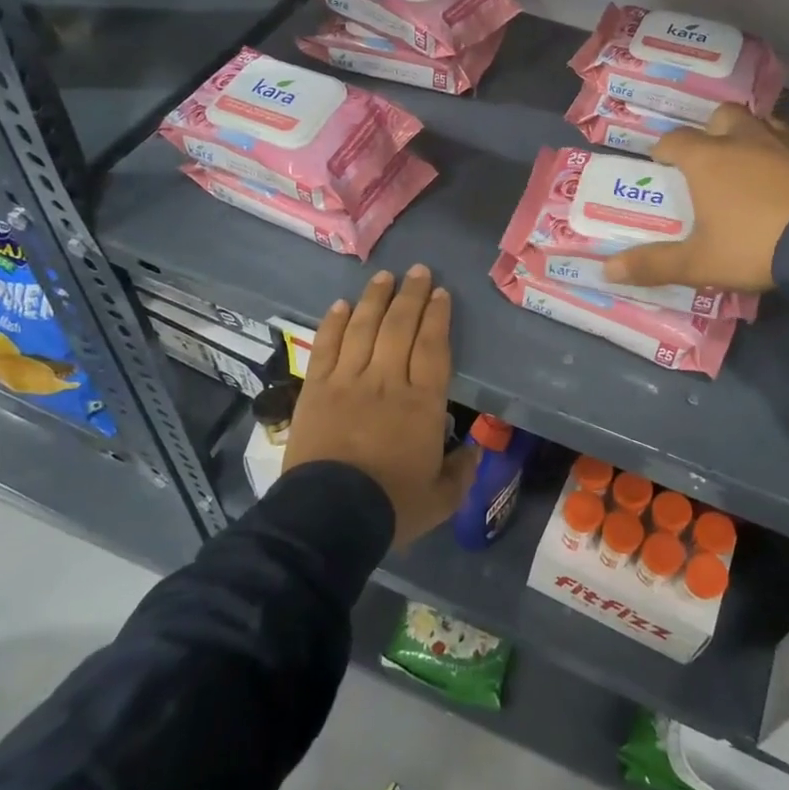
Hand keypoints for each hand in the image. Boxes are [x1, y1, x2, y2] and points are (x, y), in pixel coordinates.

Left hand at [283, 266, 474, 547]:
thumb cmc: (391, 506)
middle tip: (418, 271)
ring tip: (384, 276)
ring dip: (375, 299)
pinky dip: (334, 323)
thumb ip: (461, 472)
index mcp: (421, 402)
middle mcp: (386, 380)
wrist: (329, 517)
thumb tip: (473, 451)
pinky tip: (341, 305)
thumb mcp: (441, 499)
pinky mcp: (315, 389)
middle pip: (400, 327)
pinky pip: (326, 347)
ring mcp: (347, 381)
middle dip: (411, 295)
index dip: (437, 316)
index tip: (441, 293)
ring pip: (363, 328)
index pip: (432, 346)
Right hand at [603, 105, 788, 293]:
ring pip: (764, 122)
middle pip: (721, 117)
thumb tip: (606, 270)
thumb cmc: (755, 246)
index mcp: (707, 159)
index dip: (663, 150)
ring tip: (753, 163)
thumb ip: (653, 264)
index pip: (674, 141)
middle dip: (711, 131)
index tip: (660, 163)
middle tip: (711, 158)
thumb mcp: (698, 264)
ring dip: (753, 136)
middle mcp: (745, 138)